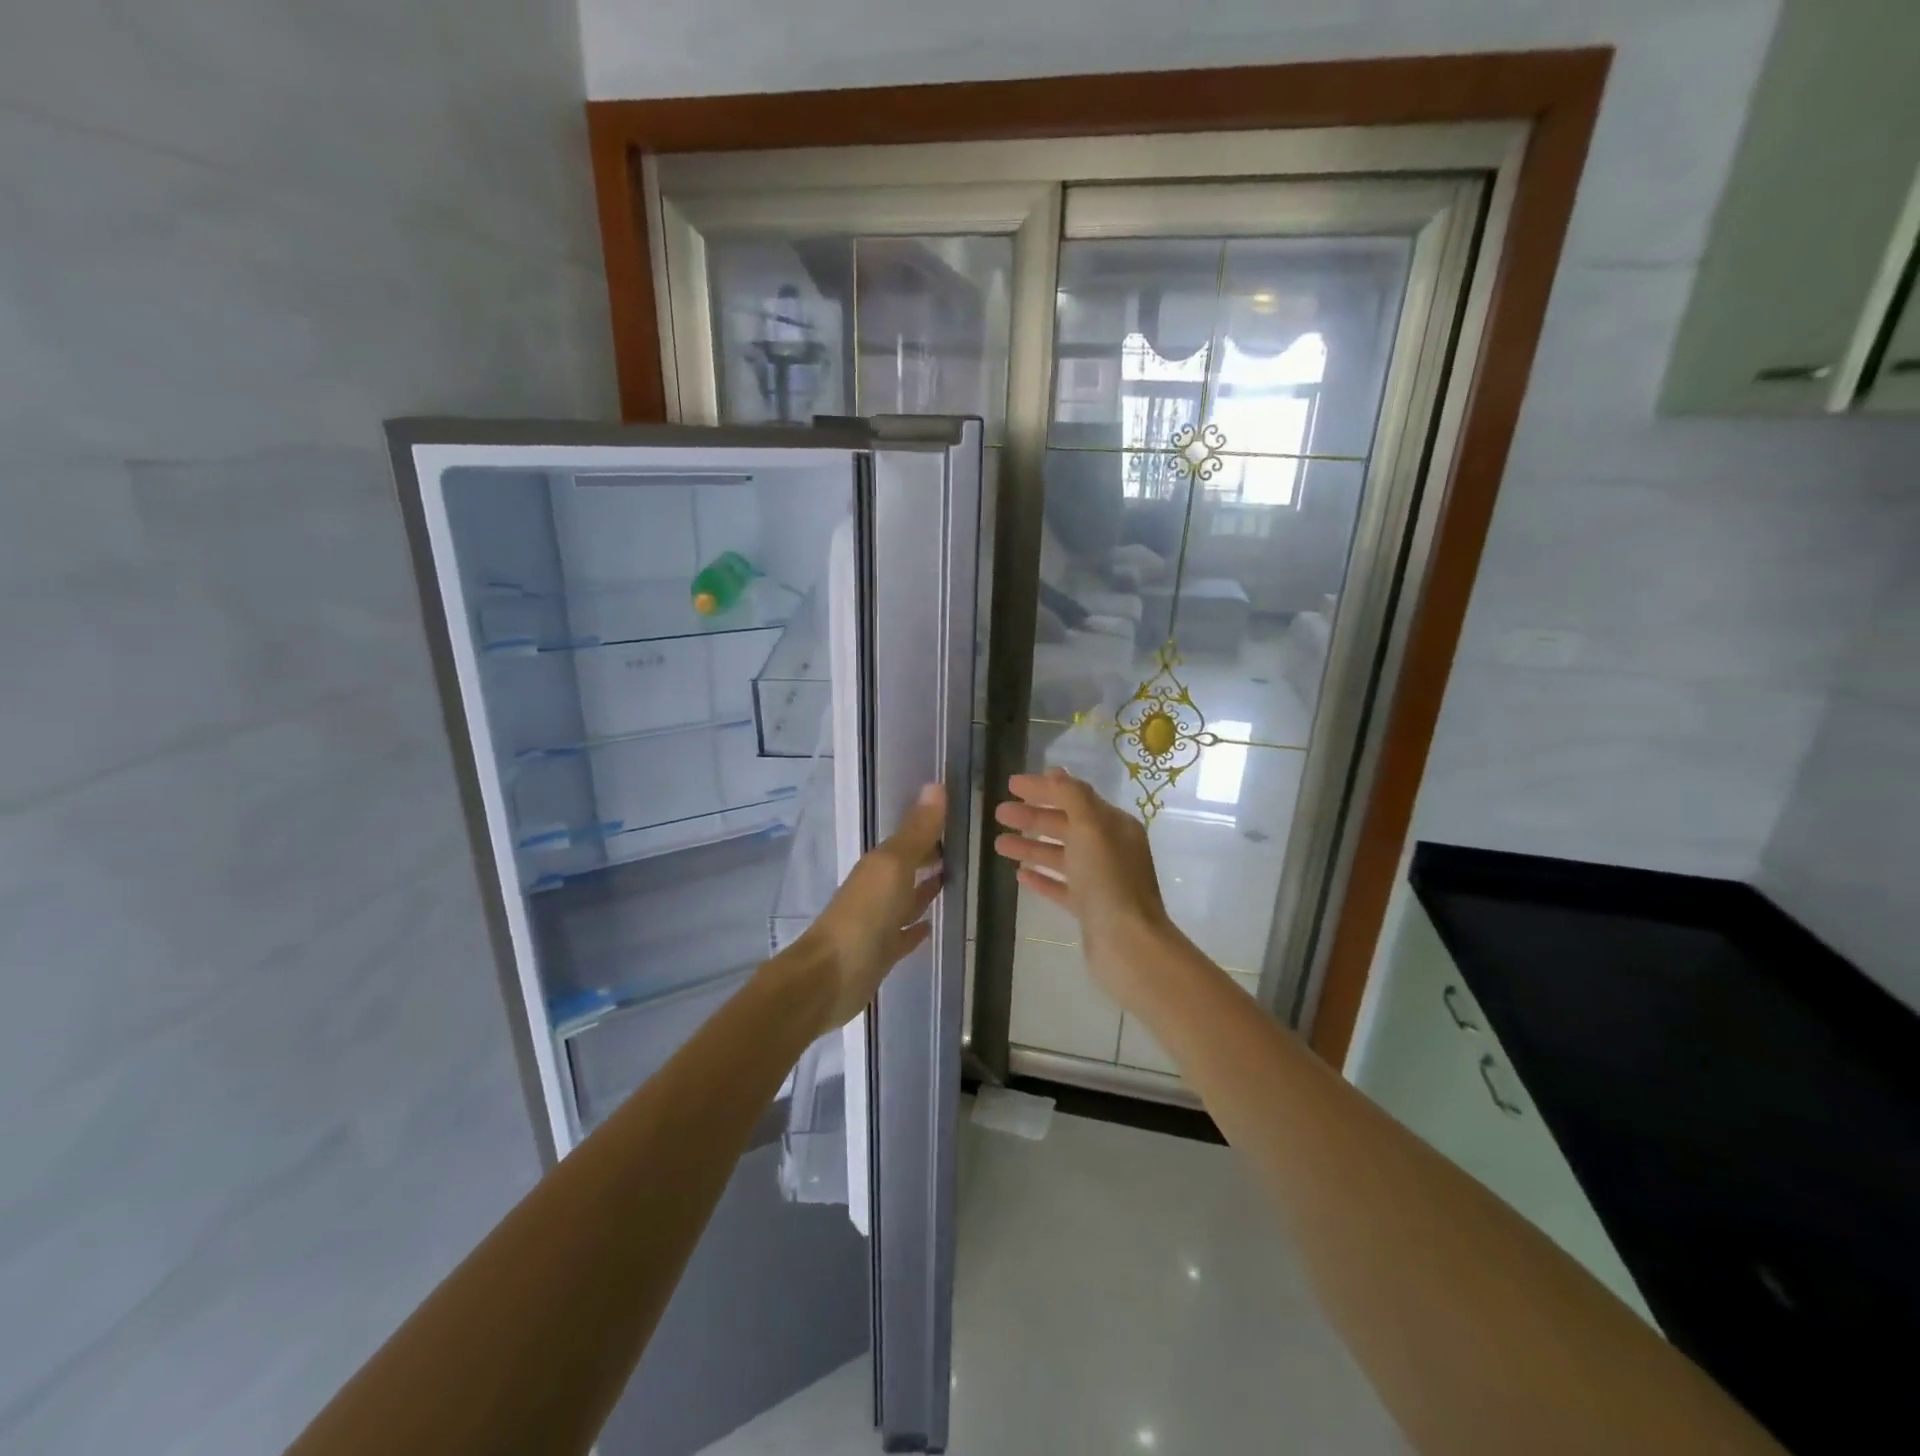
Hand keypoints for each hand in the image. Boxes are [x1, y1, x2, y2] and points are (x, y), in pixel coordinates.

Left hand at [793, 783, 946, 1030]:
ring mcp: (877, 923)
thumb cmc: (864, 915)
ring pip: (906, 900)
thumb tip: (936, 785)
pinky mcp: (880, 953)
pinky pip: (903, 935)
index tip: (959, 821)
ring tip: (953, 881)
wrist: (830, 977)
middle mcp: (877, 890)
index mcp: (879, 866)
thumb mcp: (894, 866)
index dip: (931, 830)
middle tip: (962, 850)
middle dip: (929, 858)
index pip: (909, 840)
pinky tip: (931, 926)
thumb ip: (916, 831)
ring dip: (924, 891)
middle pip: (907, 868)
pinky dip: (916, 928)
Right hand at [993, 768, 1176, 1010]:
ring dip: (1030, 847)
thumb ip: (1071, 796)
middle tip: (998, 813)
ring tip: (998, 844)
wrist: (1127, 944)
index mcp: (1114, 826)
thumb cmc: (1108, 880)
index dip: (1043, 789)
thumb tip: (1055, 773)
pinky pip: (1061, 886)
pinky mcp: (1089, 909)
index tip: (1011, 784)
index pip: (1074, 797)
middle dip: (1032, 817)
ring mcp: (1100, 880)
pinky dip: (1041, 877)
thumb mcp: (1090, 827)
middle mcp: (1109, 849)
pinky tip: (1019, 875)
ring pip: (1060, 856)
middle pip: (1065, 825)